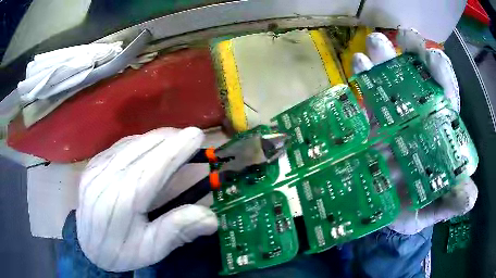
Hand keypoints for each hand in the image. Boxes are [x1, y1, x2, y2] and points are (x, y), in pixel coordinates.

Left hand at [76, 127, 217, 271]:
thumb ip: (178, 230)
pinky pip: (118, 147)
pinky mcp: (91, 166)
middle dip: (168, 139)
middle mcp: (105, 179)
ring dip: (154, 138)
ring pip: (129, 144)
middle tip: (189, 136)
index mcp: (121, 202)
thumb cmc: (122, 252)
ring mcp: (95, 169)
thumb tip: (212, 218)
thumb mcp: (151, 249)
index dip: (176, 150)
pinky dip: (138, 143)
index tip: (197, 134)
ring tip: (173, 140)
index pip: (152, 168)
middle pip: (141, 149)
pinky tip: (148, 147)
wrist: (88, 248)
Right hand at [352, 30, 477, 233]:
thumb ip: (452, 202)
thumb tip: (470, 196)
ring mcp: (393, 119)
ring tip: (375, 43)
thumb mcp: (433, 210)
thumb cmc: (412, 212)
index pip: (446, 98)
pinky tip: (358, 64)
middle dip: (414, 54)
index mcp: (438, 136)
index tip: (434, 58)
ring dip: (384, 58)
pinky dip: (363, 78)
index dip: (442, 77)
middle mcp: (418, 120)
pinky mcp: (372, 124)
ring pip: (391, 81)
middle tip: (404, 35)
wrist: (380, 217)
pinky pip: (368, 96)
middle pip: (420, 79)